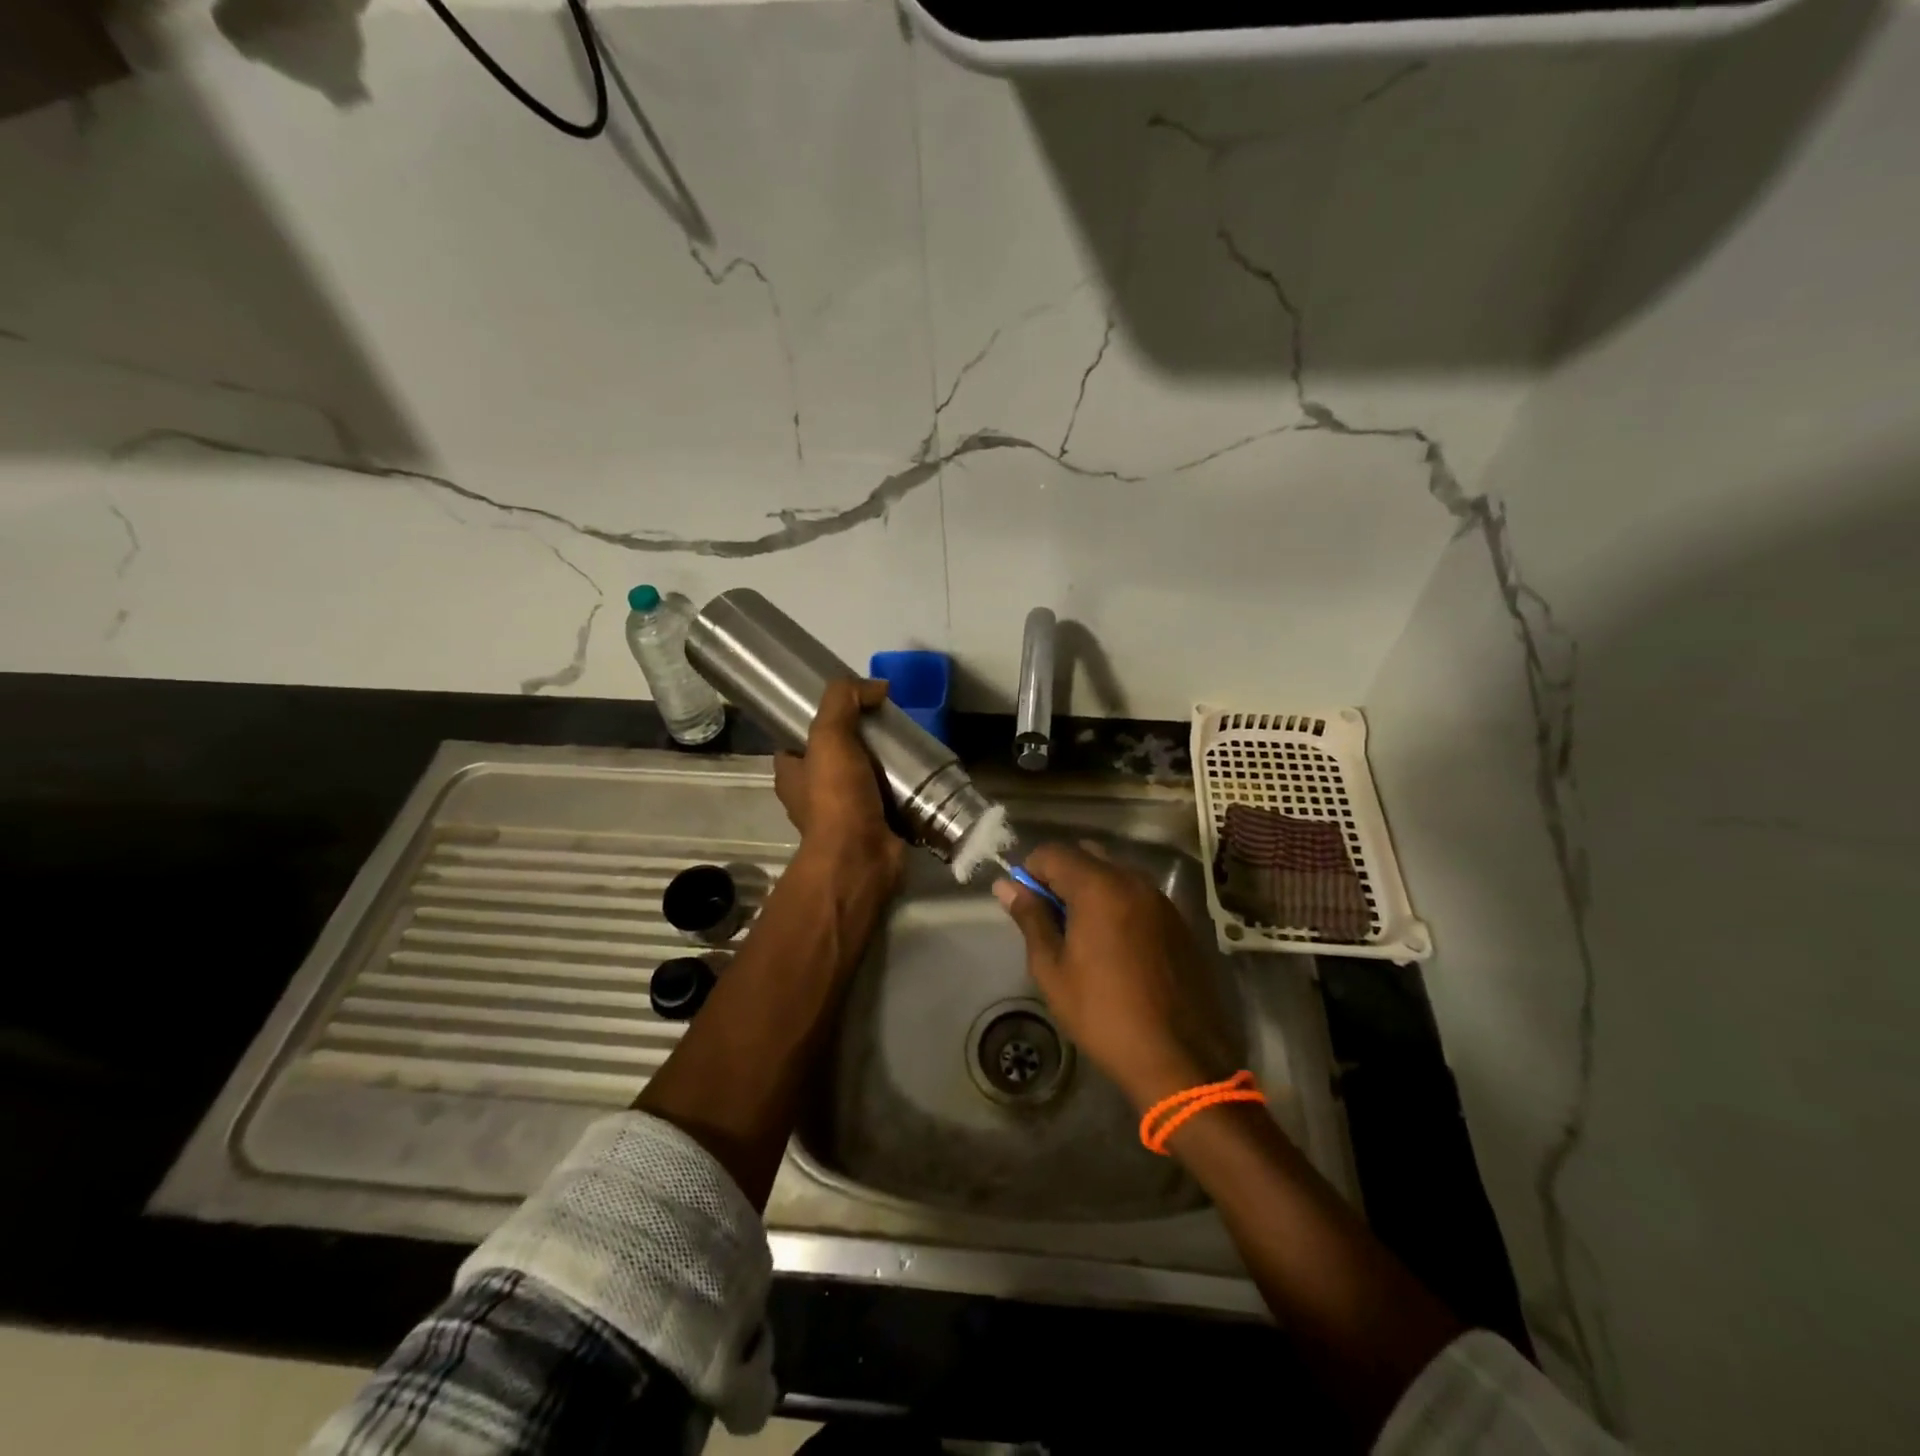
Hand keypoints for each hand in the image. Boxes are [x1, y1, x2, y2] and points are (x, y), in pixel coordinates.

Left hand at [774, 677, 904, 890]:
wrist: (861, 857)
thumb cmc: (836, 797)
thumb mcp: (830, 735)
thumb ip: (845, 700)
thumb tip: (877, 687)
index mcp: (791, 776)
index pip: (797, 742)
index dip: (817, 722)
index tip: (847, 708)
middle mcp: (811, 797)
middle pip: (834, 759)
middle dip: (858, 743)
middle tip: (885, 725)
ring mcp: (843, 816)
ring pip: (863, 780)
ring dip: (883, 767)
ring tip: (907, 746)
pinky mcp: (873, 829)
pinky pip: (887, 801)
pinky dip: (902, 790)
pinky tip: (919, 774)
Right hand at [994, 841, 1236, 1111]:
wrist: (1179, 1058)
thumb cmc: (1104, 1015)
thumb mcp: (1052, 970)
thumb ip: (1031, 919)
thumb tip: (1007, 886)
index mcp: (1099, 887)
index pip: (1053, 852)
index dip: (1030, 871)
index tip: (1025, 905)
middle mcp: (1133, 881)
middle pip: (1086, 855)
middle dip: (1061, 876)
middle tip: (1051, 918)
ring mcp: (1161, 900)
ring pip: (1114, 873)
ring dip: (1091, 889)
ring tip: (1081, 935)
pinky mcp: (1179, 921)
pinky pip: (1137, 895)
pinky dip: (1117, 904)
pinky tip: (1114, 946)